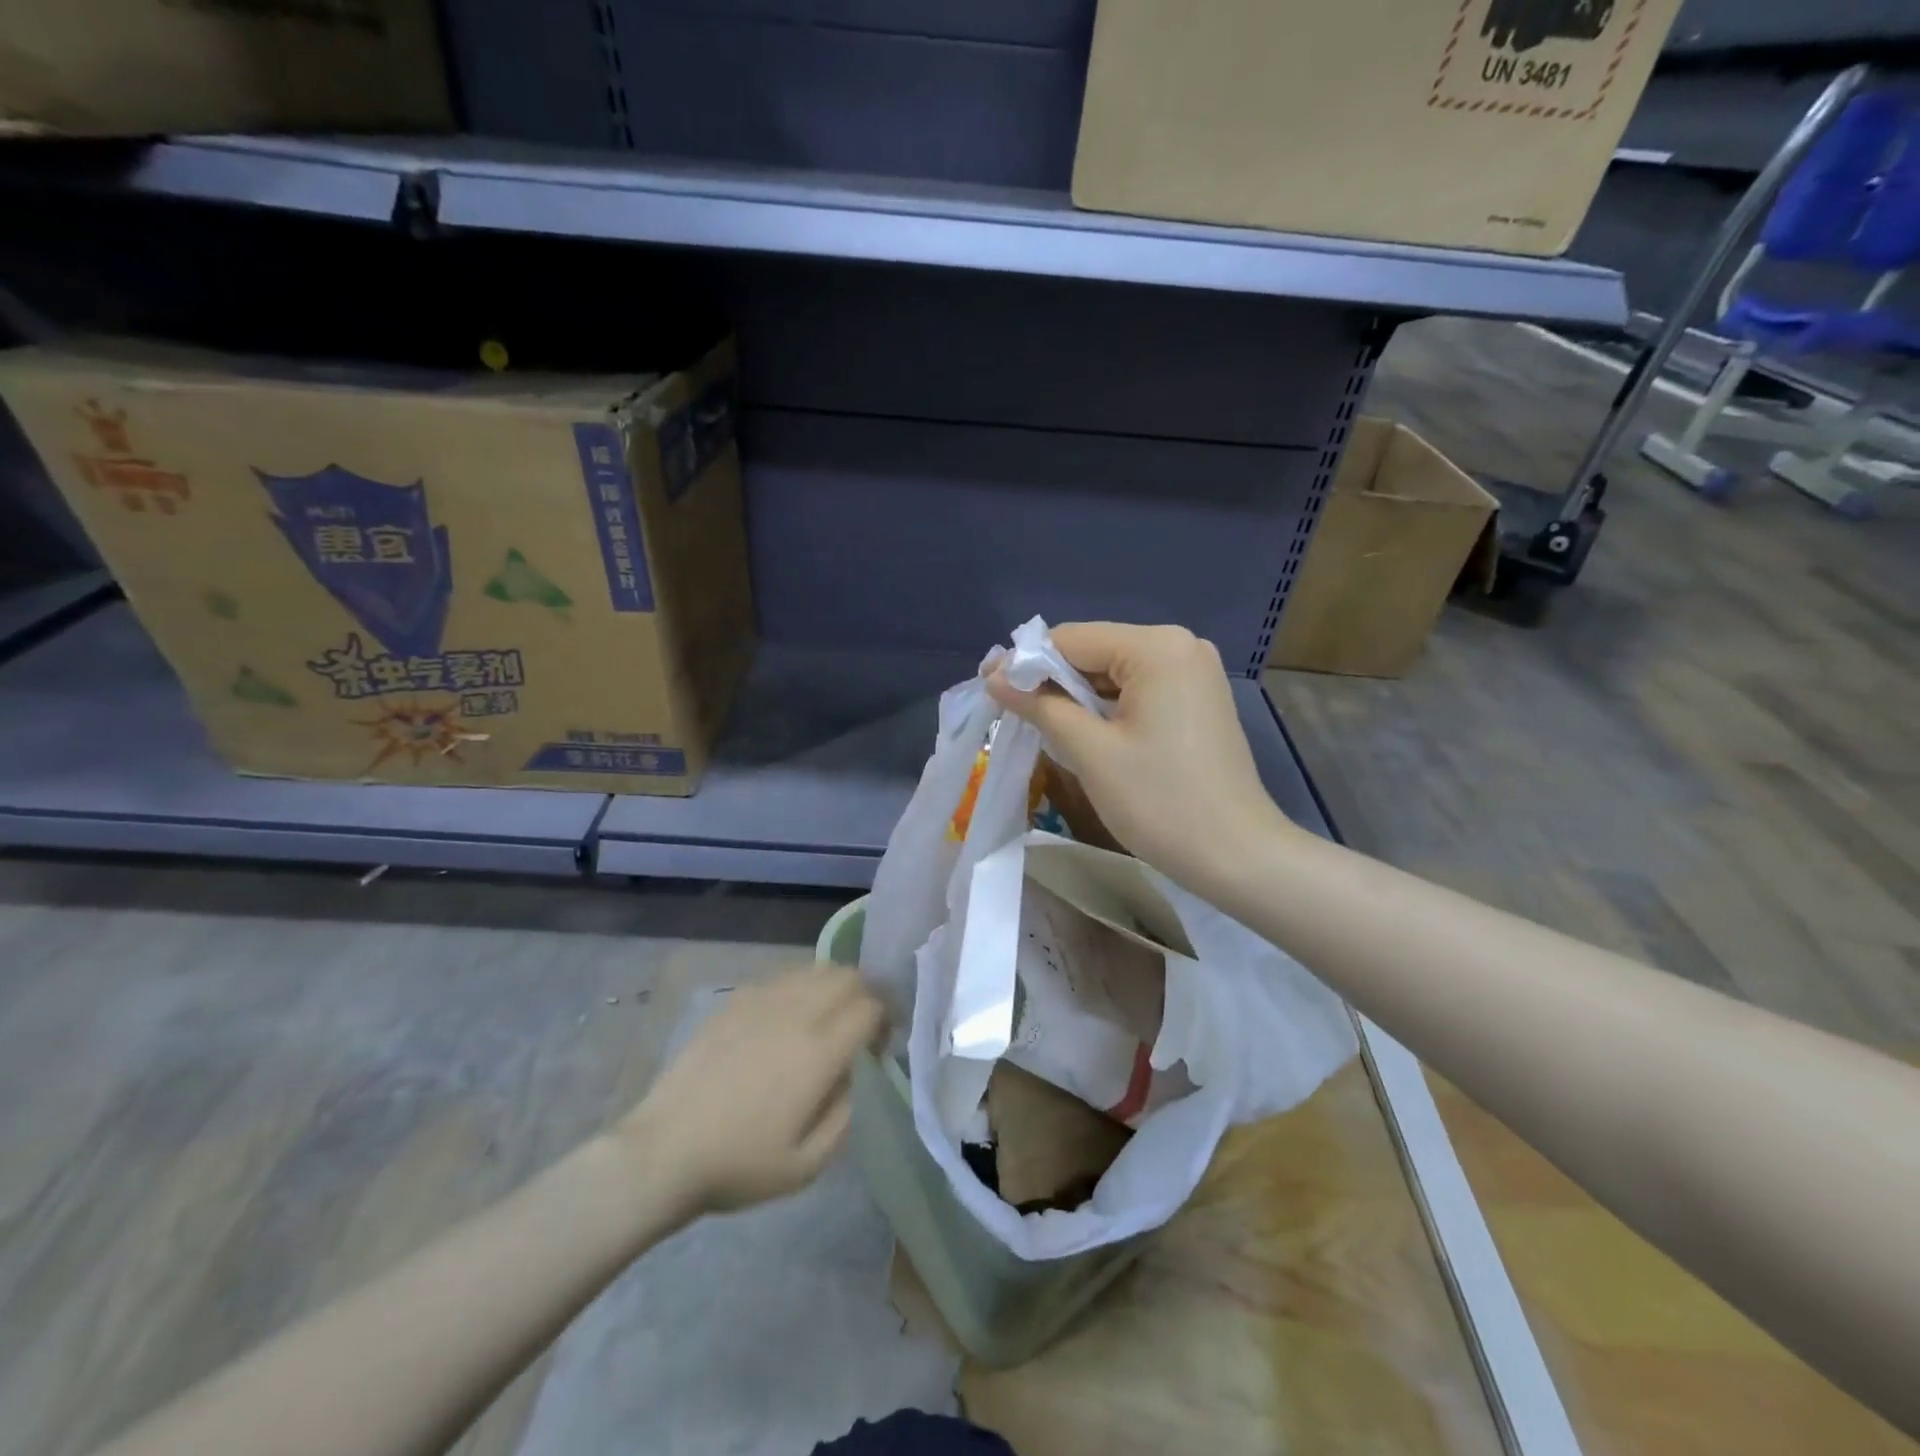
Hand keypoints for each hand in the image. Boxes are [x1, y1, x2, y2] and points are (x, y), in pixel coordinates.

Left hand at [616, 964, 885, 1215]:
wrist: (663, 1152)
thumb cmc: (738, 1165)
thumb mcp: (807, 1166)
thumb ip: (844, 1114)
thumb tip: (850, 1075)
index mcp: (818, 1053)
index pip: (869, 1007)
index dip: (884, 1020)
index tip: (877, 1046)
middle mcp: (795, 1014)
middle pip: (846, 976)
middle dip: (864, 995)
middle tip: (858, 1027)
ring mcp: (761, 1001)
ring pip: (814, 968)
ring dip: (832, 986)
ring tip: (825, 1018)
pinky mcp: (734, 1001)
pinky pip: (781, 978)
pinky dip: (798, 988)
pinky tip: (786, 1019)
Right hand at [987, 622, 1295, 892]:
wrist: (1237, 855)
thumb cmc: (1160, 802)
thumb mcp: (1091, 752)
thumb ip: (1041, 706)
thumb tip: (995, 677)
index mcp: (1157, 648)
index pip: (1072, 639)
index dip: (1025, 662)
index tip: (987, 687)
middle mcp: (1180, 645)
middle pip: (1094, 651)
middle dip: (1050, 679)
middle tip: (1007, 710)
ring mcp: (1194, 672)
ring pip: (1114, 672)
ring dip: (1075, 695)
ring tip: (1036, 723)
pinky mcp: (1197, 699)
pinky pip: (1138, 690)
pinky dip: (1106, 707)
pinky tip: (1081, 730)